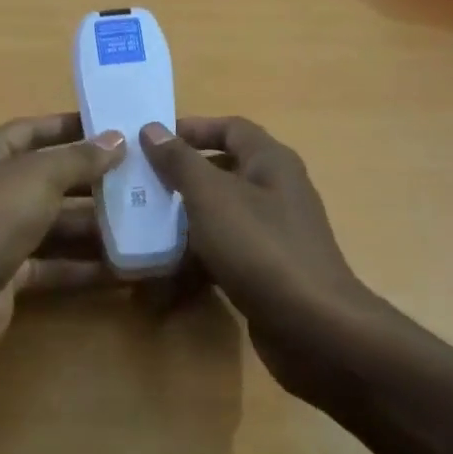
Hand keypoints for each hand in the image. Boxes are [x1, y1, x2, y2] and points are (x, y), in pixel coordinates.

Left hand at [0, 113, 125, 367]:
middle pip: (49, 180)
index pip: (34, 131)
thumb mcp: (37, 177)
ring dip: (96, 227)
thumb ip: (79, 159)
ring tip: (147, 224)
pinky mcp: (8, 275)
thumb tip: (117, 141)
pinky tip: (126, 269)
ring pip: (55, 225)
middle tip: (143, 181)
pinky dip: (85, 266)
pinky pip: (54, 264)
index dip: (73, 128)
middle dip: (94, 181)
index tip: (118, 130)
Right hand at [141, 116, 383, 409]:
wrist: (312, 326)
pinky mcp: (267, 269)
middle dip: (182, 176)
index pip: (231, 128)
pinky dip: (198, 256)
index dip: (192, 128)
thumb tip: (152, 128)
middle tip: (141, 186)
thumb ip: (180, 161)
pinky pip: (226, 251)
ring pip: (221, 214)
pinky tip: (166, 272)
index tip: (151, 142)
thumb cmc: (260, 247)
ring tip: (144, 227)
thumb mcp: (211, 196)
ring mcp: (274, 233)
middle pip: (224, 171)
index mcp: (271, 162)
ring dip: (185, 218)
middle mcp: (277, 191)